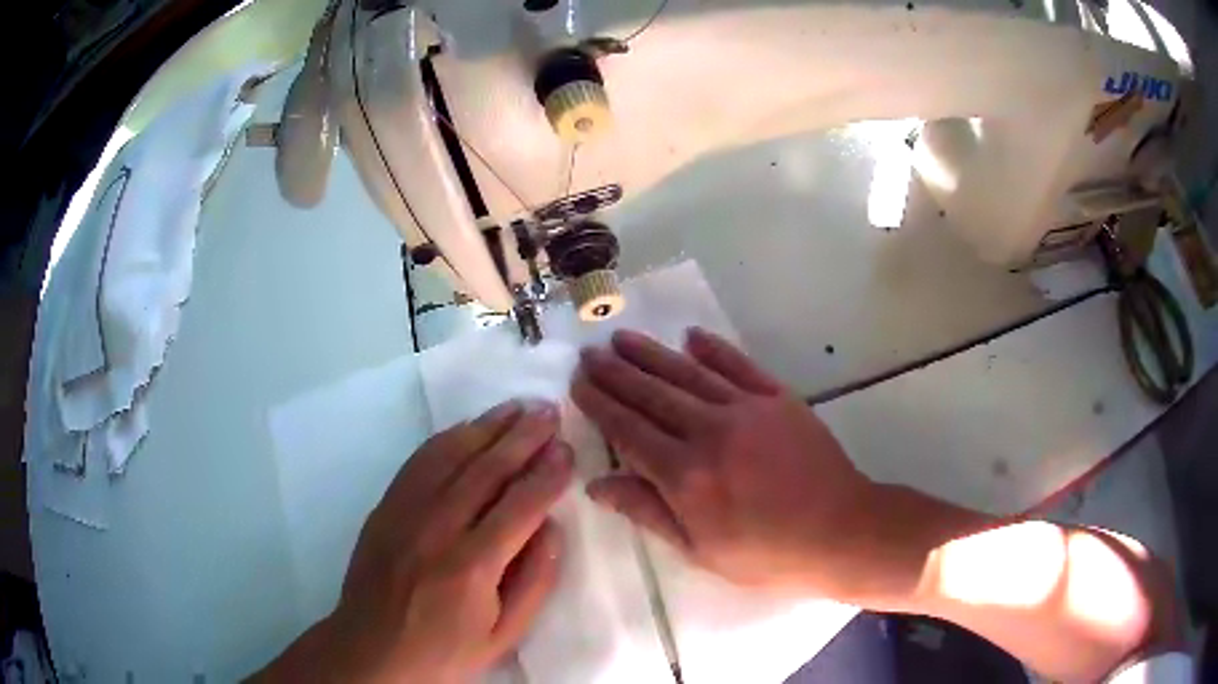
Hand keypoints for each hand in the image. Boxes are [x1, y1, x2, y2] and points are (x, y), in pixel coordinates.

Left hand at [254, 400, 572, 682]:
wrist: (373, 648)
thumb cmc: (445, 649)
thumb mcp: (504, 634)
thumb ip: (535, 580)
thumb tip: (552, 527)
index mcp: (472, 566)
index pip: (520, 505)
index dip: (547, 474)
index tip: (567, 450)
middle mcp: (437, 529)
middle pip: (486, 469)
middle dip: (523, 436)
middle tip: (549, 411)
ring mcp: (405, 512)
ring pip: (451, 455)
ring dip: (488, 427)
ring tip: (517, 407)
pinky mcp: (385, 506)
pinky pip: (419, 461)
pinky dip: (448, 438)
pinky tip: (468, 427)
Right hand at [572, 328, 919, 602]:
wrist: (841, 531)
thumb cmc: (767, 554)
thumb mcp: (700, 550)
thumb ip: (648, 513)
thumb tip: (597, 484)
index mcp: (686, 476)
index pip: (628, 430)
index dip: (600, 404)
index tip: (578, 382)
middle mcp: (710, 432)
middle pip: (651, 394)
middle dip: (615, 372)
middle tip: (590, 353)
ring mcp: (747, 409)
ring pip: (687, 373)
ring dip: (651, 354)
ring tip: (622, 338)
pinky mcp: (778, 398)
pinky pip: (738, 365)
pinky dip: (712, 348)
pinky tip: (691, 336)